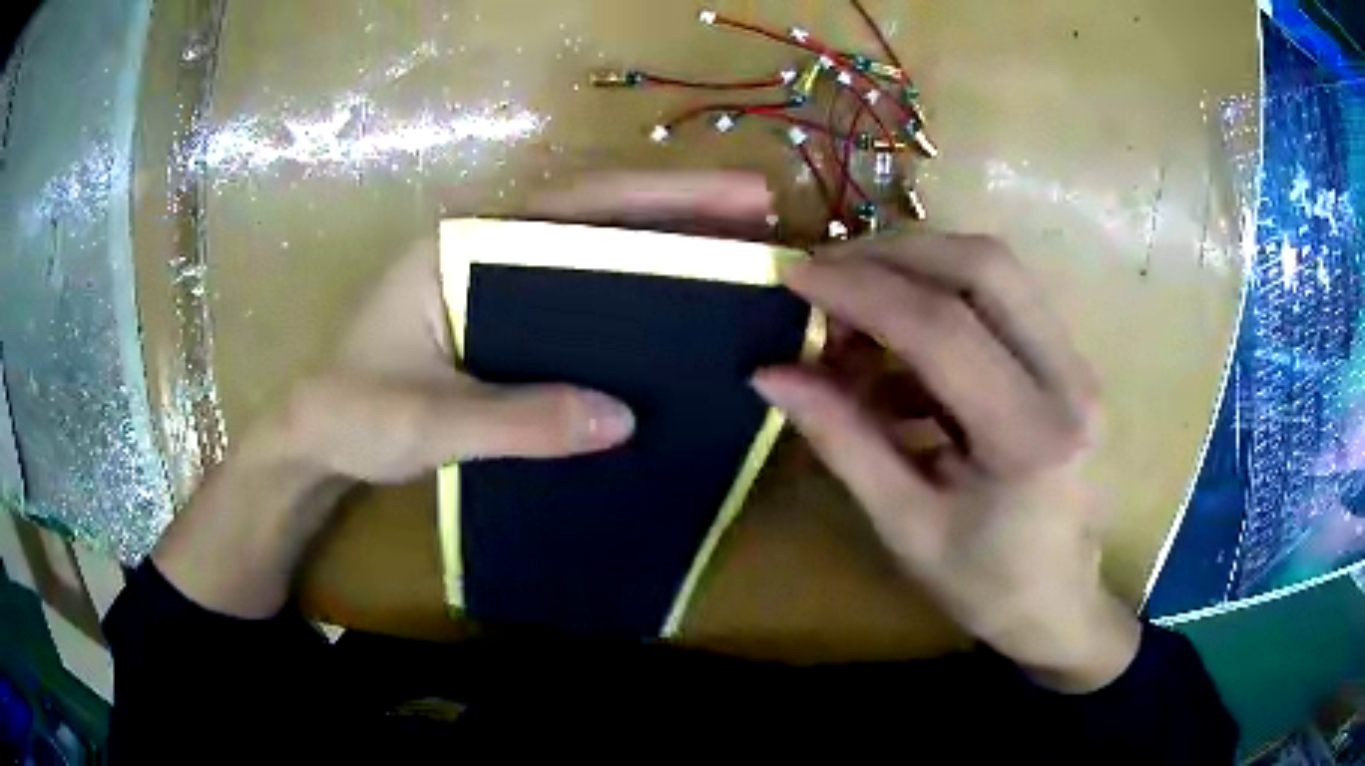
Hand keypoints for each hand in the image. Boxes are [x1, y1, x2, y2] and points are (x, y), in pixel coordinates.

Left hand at [154, 171, 775, 617]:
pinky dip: (625, 296)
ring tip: (735, 257)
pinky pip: (574, 296)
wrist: (315, 439)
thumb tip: (622, 418)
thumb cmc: (353, 415)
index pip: (572, 205)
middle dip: (677, 211)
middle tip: (760, 217)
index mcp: (462, 244)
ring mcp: (492, 280)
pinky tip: (668, 314)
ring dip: (657, 249)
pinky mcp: (499, 317)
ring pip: (587, 252)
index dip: (660, 197)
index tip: (740, 196)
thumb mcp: (426, 420)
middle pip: (592, 216)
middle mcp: (483, 246)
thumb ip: (514, 419)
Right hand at [754, 234, 1141, 692]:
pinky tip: (901, 353)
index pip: (943, 328)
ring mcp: (1079, 366)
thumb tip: (771, 375)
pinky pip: (1005, 302)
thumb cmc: (987, 586)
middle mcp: (1069, 382)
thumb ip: (843, 441)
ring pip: (999, 272)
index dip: (861, 291)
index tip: (796, 274)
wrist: (1062, 606)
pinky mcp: (1071, 365)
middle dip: (897, 252)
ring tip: (859, 312)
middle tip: (830, 272)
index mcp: (1029, 438)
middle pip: (986, 266)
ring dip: (921, 269)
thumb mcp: (906, 527)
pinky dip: (944, 304)